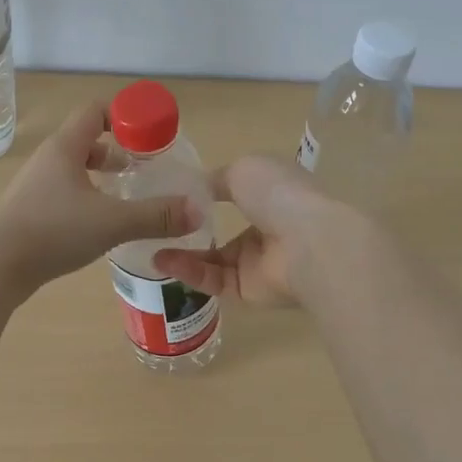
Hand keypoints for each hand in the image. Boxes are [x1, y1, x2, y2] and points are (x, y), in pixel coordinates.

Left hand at [0, 103, 200, 288]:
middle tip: (144, 168)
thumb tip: (197, 210)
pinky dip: (87, 197)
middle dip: (118, 150)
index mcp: (66, 148)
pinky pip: (65, 191)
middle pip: (87, 140)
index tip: (149, 135)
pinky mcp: (30, 210)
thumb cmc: (53, 231)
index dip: (124, 117)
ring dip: (102, 176)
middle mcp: (49, 159)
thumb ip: (157, 215)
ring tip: (126, 195)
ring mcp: (36, 185)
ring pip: (75, 168)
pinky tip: (100, 222)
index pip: (95, 111)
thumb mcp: (112, 222)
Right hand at [152, 154, 341, 307]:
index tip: (173, 195)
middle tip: (157, 226)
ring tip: (151, 247)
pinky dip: (189, 271)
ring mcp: (259, 263)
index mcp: (272, 194)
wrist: (310, 243)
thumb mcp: (243, 169)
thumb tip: (196, 187)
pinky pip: (213, 281)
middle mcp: (267, 229)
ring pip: (213, 260)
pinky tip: (163, 262)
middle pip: (223, 232)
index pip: (237, 194)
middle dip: (191, 230)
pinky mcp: (249, 291)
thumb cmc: (279, 194)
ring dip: (182, 254)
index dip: (207, 195)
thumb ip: (217, 179)